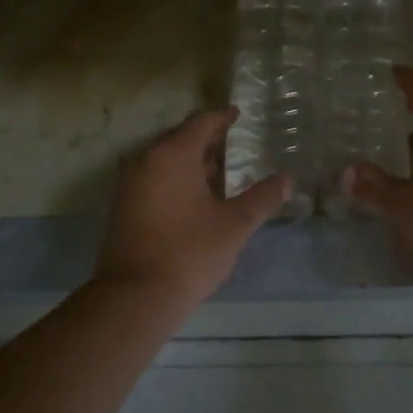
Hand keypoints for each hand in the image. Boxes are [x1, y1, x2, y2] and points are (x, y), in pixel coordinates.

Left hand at [96, 108, 292, 309]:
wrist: (135, 297)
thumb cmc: (189, 252)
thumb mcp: (234, 224)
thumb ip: (262, 198)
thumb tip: (287, 180)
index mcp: (173, 155)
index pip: (201, 122)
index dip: (222, 117)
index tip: (239, 115)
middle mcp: (147, 160)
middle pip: (181, 138)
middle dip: (207, 139)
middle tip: (234, 143)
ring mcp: (131, 183)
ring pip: (166, 159)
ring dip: (192, 160)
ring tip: (220, 171)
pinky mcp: (125, 206)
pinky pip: (155, 177)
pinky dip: (176, 177)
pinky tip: (196, 197)